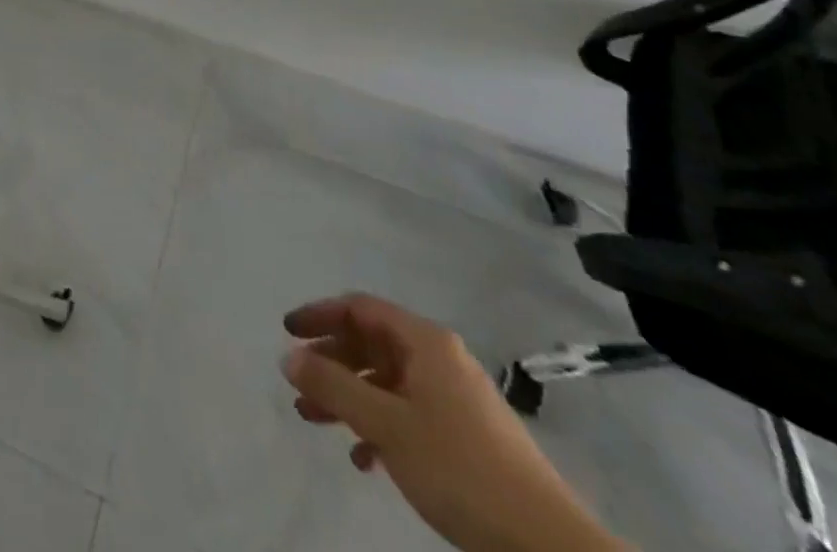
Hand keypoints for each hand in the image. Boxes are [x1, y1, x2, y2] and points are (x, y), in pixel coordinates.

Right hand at [281, 295, 625, 551]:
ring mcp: (456, 399)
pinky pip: (408, 414)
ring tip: (315, 420)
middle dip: (330, 362)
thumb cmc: (460, 468)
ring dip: (348, 397)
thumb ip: (332, 386)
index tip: (287, 333)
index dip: (319, 315)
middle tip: (299, 384)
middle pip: (371, 344)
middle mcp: (440, 359)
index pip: (359, 308)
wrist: (549, 549)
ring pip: (386, 382)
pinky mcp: (467, 437)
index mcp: (424, 342)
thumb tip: (288, 357)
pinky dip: (378, 426)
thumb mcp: (386, 425)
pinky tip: (364, 459)